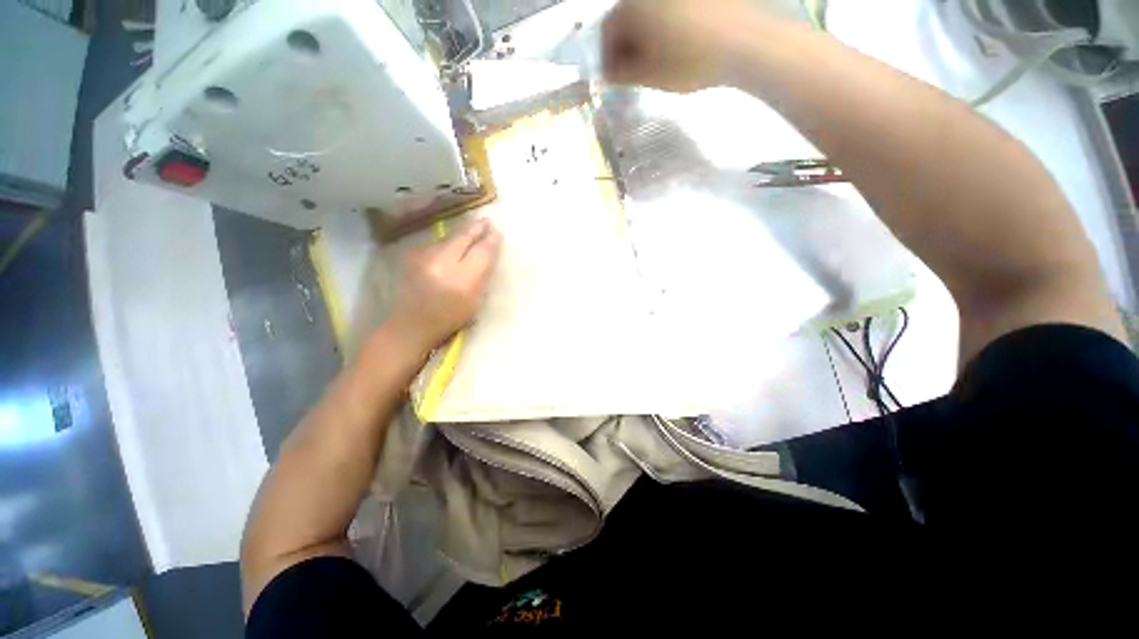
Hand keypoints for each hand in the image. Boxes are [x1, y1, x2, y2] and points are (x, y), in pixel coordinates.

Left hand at [388, 219, 502, 353]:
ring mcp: (424, 256)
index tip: (498, 232)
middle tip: (486, 221)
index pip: (482, 252)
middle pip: (463, 237)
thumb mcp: (475, 301)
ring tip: (470, 232)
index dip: (491, 240)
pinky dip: (446, 244)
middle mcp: (442, 262)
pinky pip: (436, 244)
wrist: (410, 324)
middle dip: (476, 228)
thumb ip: (483, 276)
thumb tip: (489, 253)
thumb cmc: (449, 318)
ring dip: (461, 235)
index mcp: (462, 279)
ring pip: (448, 238)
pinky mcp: (412, 255)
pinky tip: (450, 248)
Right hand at [603, 0, 766, 92]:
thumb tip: (610, 70)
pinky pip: (672, 6)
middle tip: (635, 67)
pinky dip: (668, 21)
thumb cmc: (691, 61)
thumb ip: (624, 73)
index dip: (607, 55)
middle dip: (627, 42)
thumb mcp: (651, 76)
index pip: (608, 29)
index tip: (615, 75)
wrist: (746, 40)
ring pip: (651, 8)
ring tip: (657, 55)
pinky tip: (678, 39)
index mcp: (634, 6)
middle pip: (628, 14)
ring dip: (647, 31)